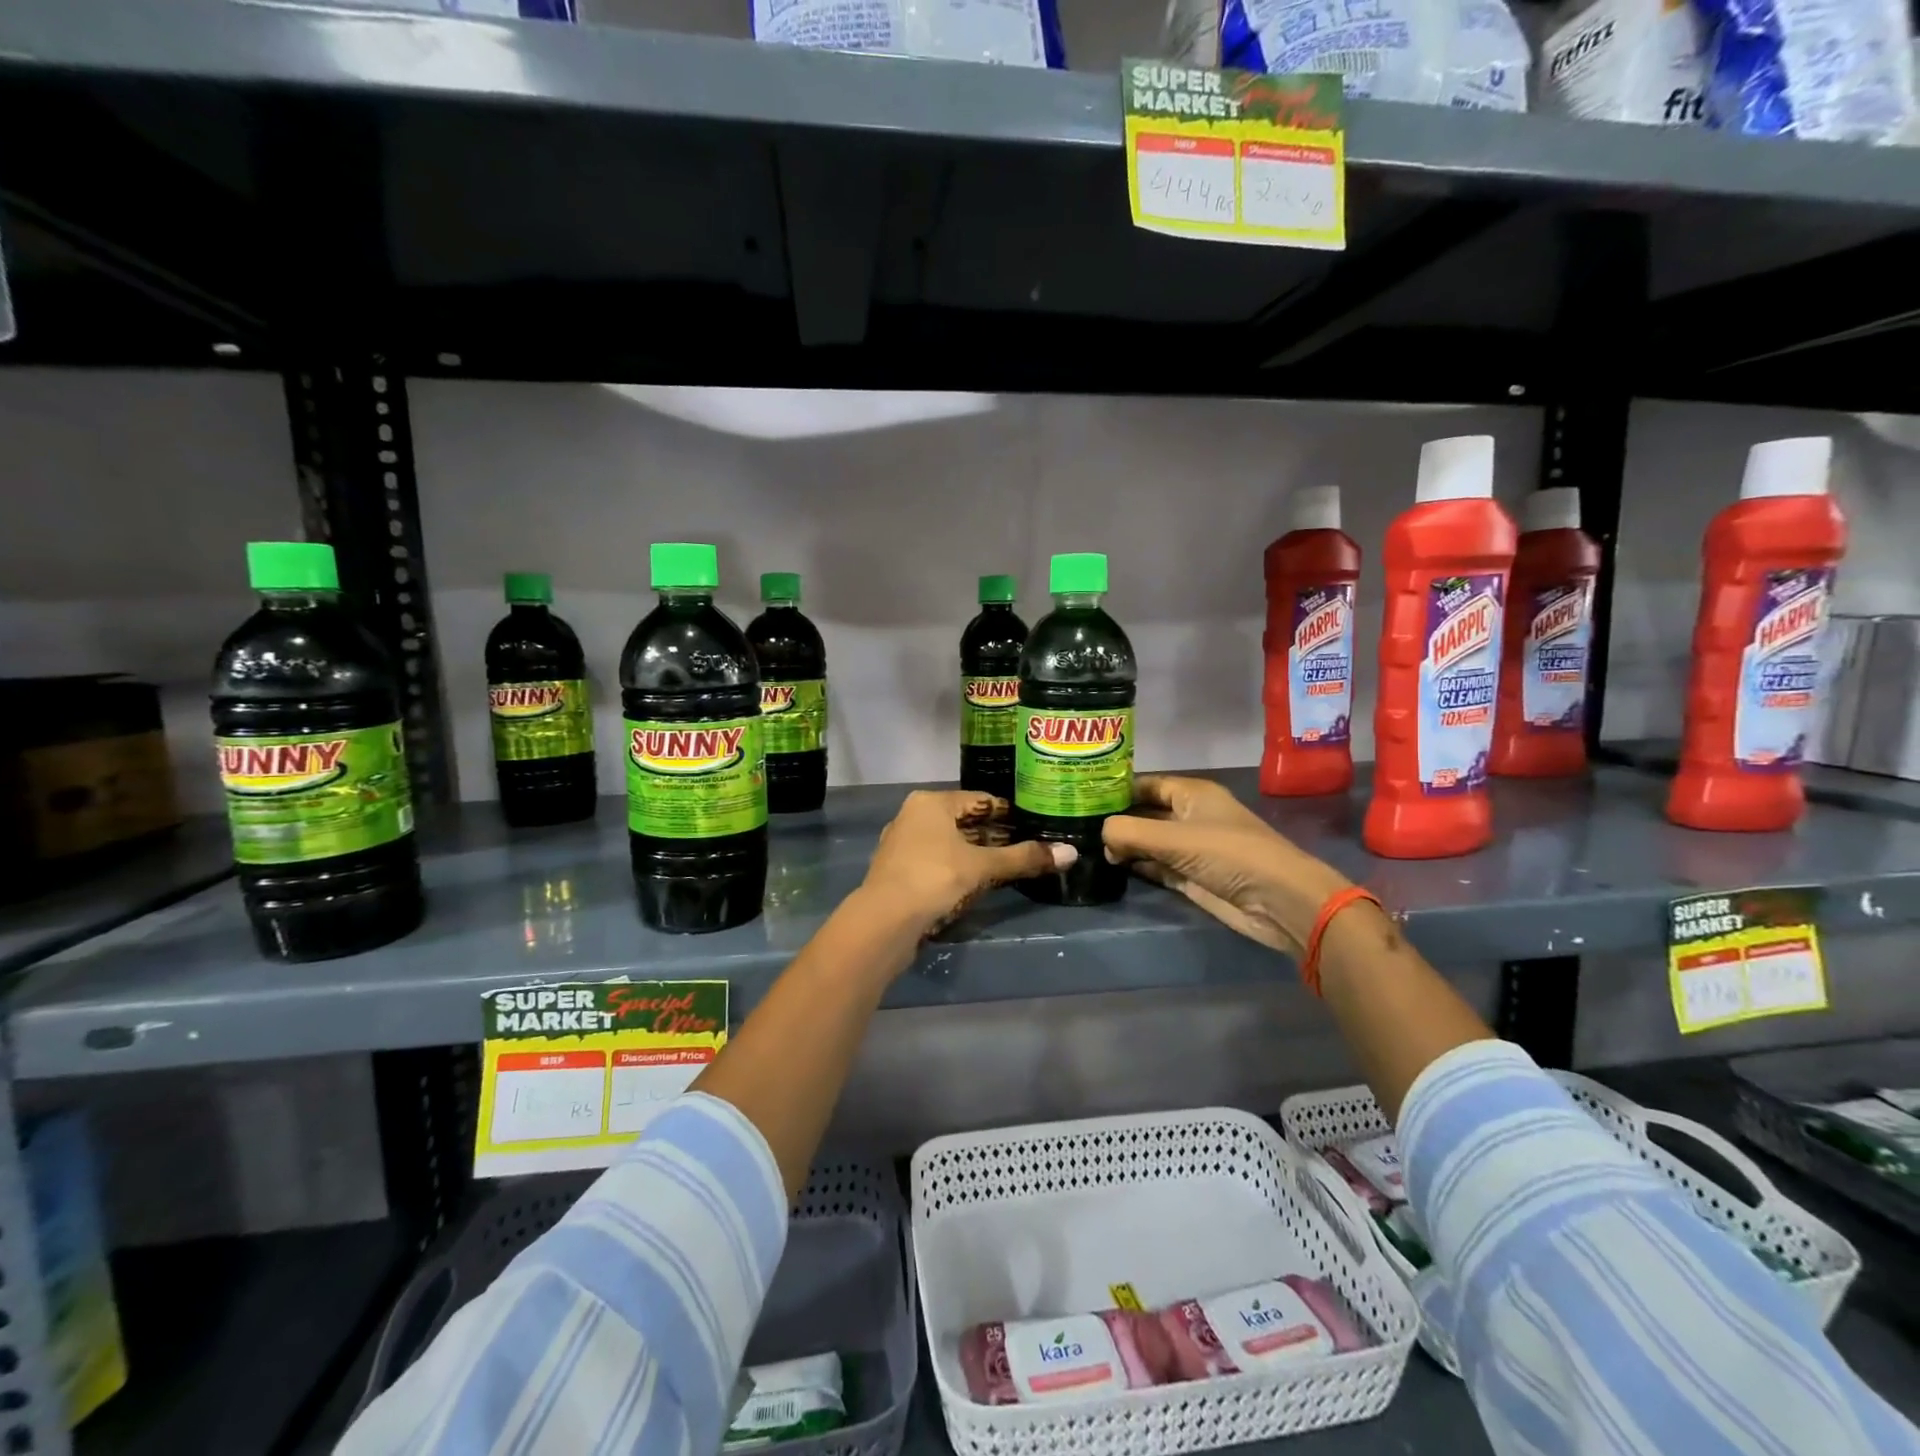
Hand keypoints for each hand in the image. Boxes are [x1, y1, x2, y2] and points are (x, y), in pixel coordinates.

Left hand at [861, 790, 1075, 936]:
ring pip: (949, 843)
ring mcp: (902, 844)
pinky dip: (957, 868)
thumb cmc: (934, 879)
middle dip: (994, 835)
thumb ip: (1024, 858)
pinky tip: (976, 884)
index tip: (1034, 824)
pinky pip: (936, 862)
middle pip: (963, 821)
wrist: (884, 921)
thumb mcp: (983, 867)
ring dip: (976, 853)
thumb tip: (1072, 853)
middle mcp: (913, 816)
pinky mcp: (898, 871)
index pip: (979, 800)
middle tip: (1027, 847)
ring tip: (1008, 866)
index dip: (1009, 813)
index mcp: (931, 802)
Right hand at [1102, 775, 1351, 955]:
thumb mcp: (1175, 838)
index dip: (1115, 789)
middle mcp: (1189, 816)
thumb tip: (1100, 834)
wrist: (1278, 901)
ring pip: (1148, 841)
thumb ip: (1130, 832)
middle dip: (1115, 819)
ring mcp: (1190, 849)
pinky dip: (1136, 866)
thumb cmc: (1229, 854)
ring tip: (1084, 846)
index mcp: (1191, 794)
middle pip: (1144, 812)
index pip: (1145, 784)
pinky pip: (1156, 866)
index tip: (1080, 796)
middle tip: (1074, 825)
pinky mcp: (1191, 877)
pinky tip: (1110, 867)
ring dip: (1123, 845)